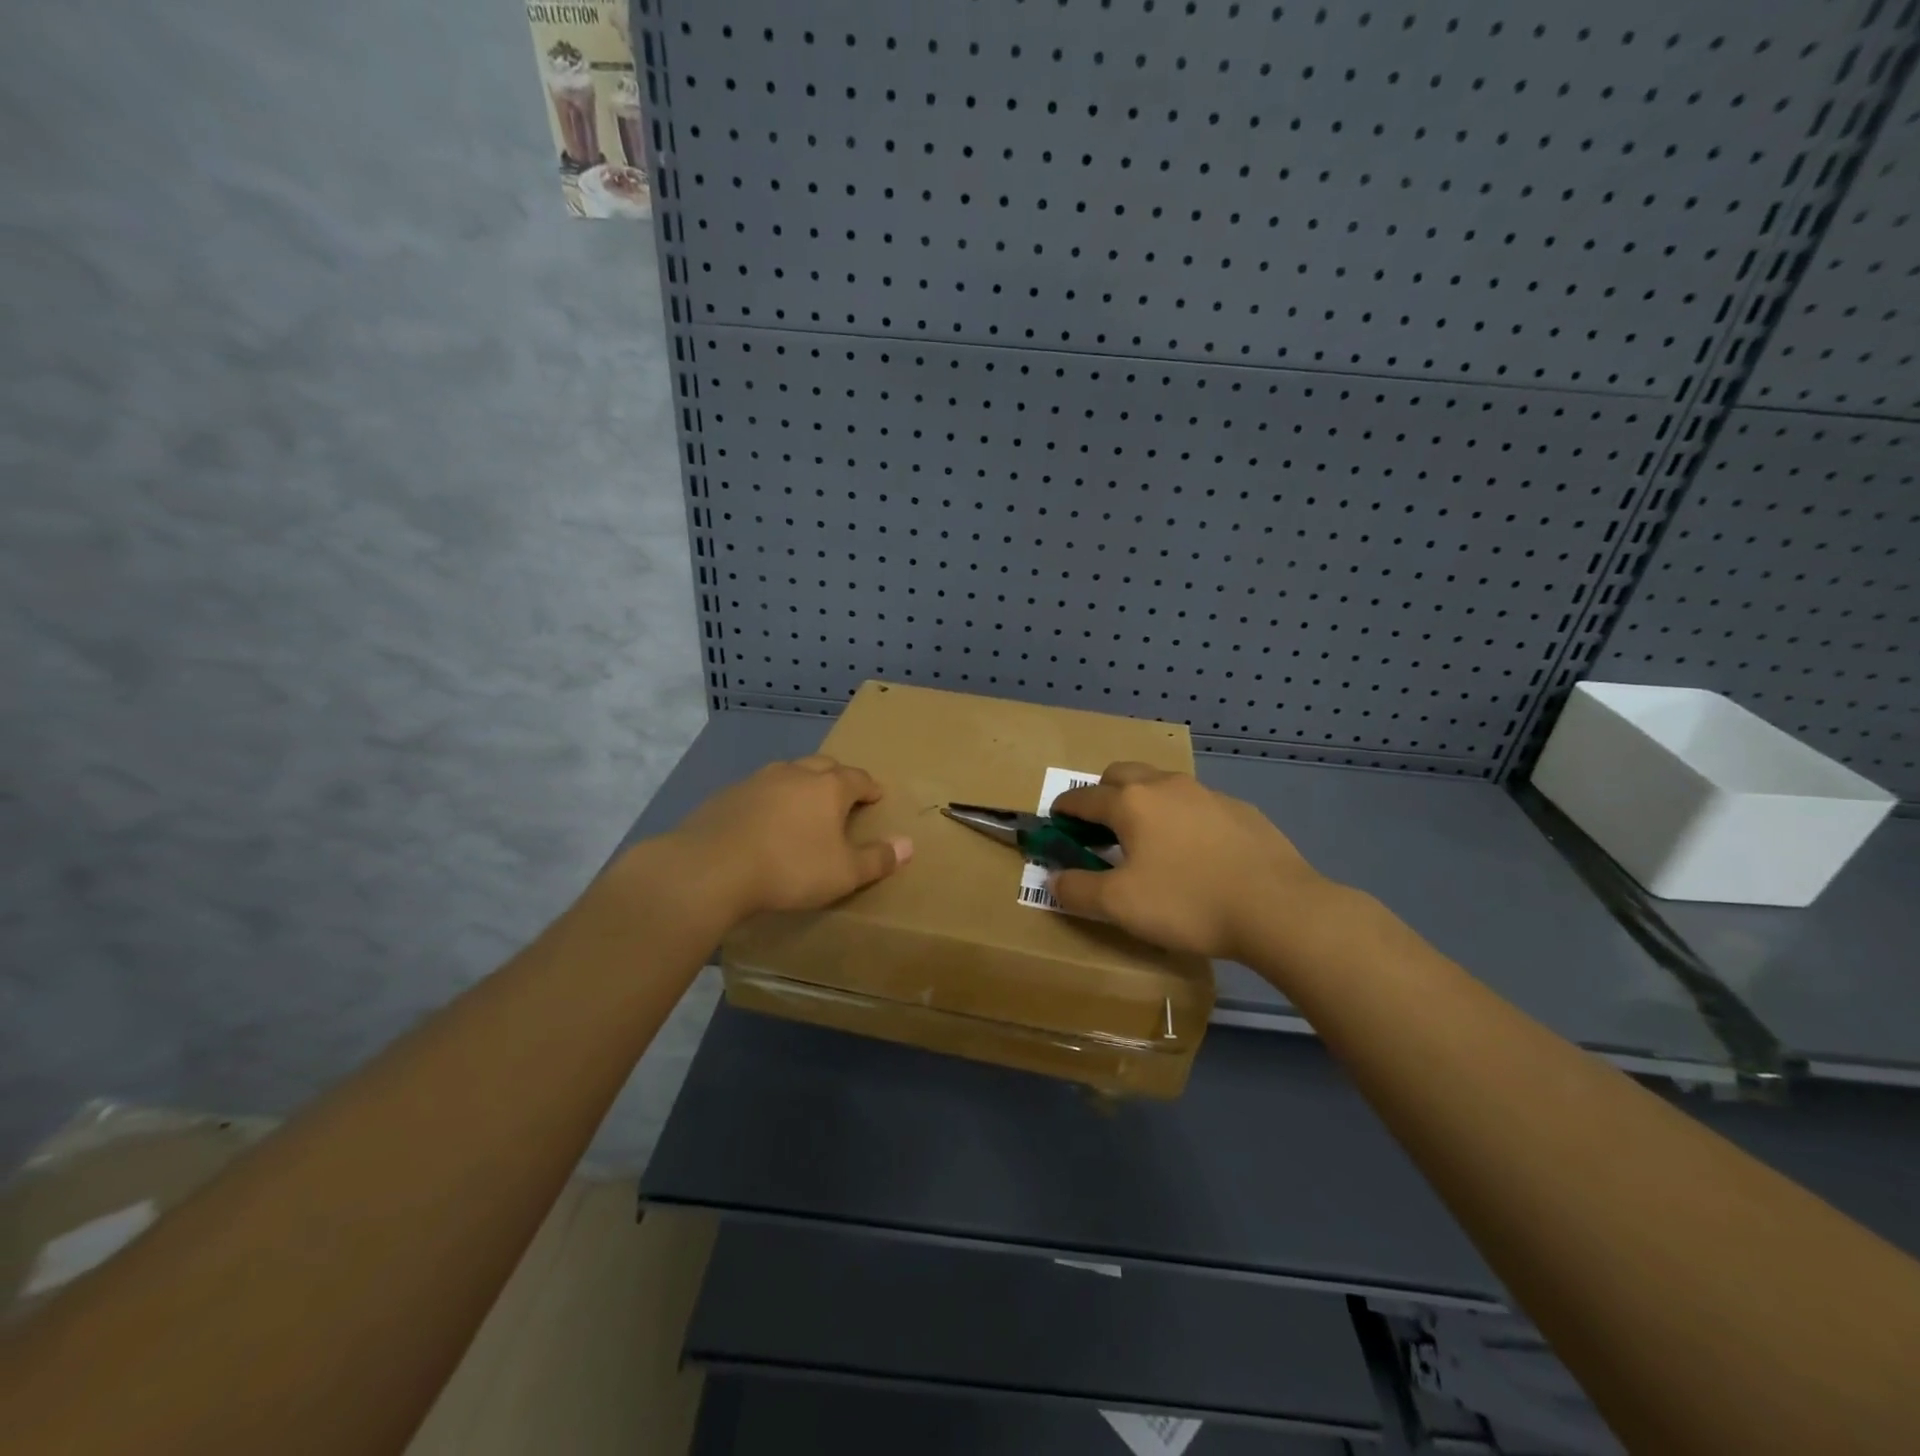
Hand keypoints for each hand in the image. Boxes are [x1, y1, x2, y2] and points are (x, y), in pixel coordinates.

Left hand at [667, 755, 912, 918]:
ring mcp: (758, 780)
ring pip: (789, 773)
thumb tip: (908, 844)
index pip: (858, 778)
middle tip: (843, 796)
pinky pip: (759, 790)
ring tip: (804, 805)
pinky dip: (770, 799)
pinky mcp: (727, 795)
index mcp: (829, 787)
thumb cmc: (789, 868)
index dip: (870, 788)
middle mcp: (795, 774)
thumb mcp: (843, 873)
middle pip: (824, 766)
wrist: (711, 867)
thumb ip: (877, 858)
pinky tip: (764, 820)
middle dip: (837, 777)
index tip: (876, 796)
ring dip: (801, 784)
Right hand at [1049, 763, 1331, 961]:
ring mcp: (1207, 793)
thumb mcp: (1120, 905)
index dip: (1064, 809)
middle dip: (1102, 793)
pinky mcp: (1240, 810)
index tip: (1056, 821)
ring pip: (1161, 784)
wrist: (1277, 908)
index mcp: (1131, 802)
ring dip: (1143, 802)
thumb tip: (1054, 879)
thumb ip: (1078, 889)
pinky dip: (1180, 817)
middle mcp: (1166, 786)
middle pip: (1121, 774)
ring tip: (1147, 839)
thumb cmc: (1187, 903)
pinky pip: (1196, 804)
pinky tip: (1194, 852)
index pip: (1083, 797)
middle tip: (1100, 828)